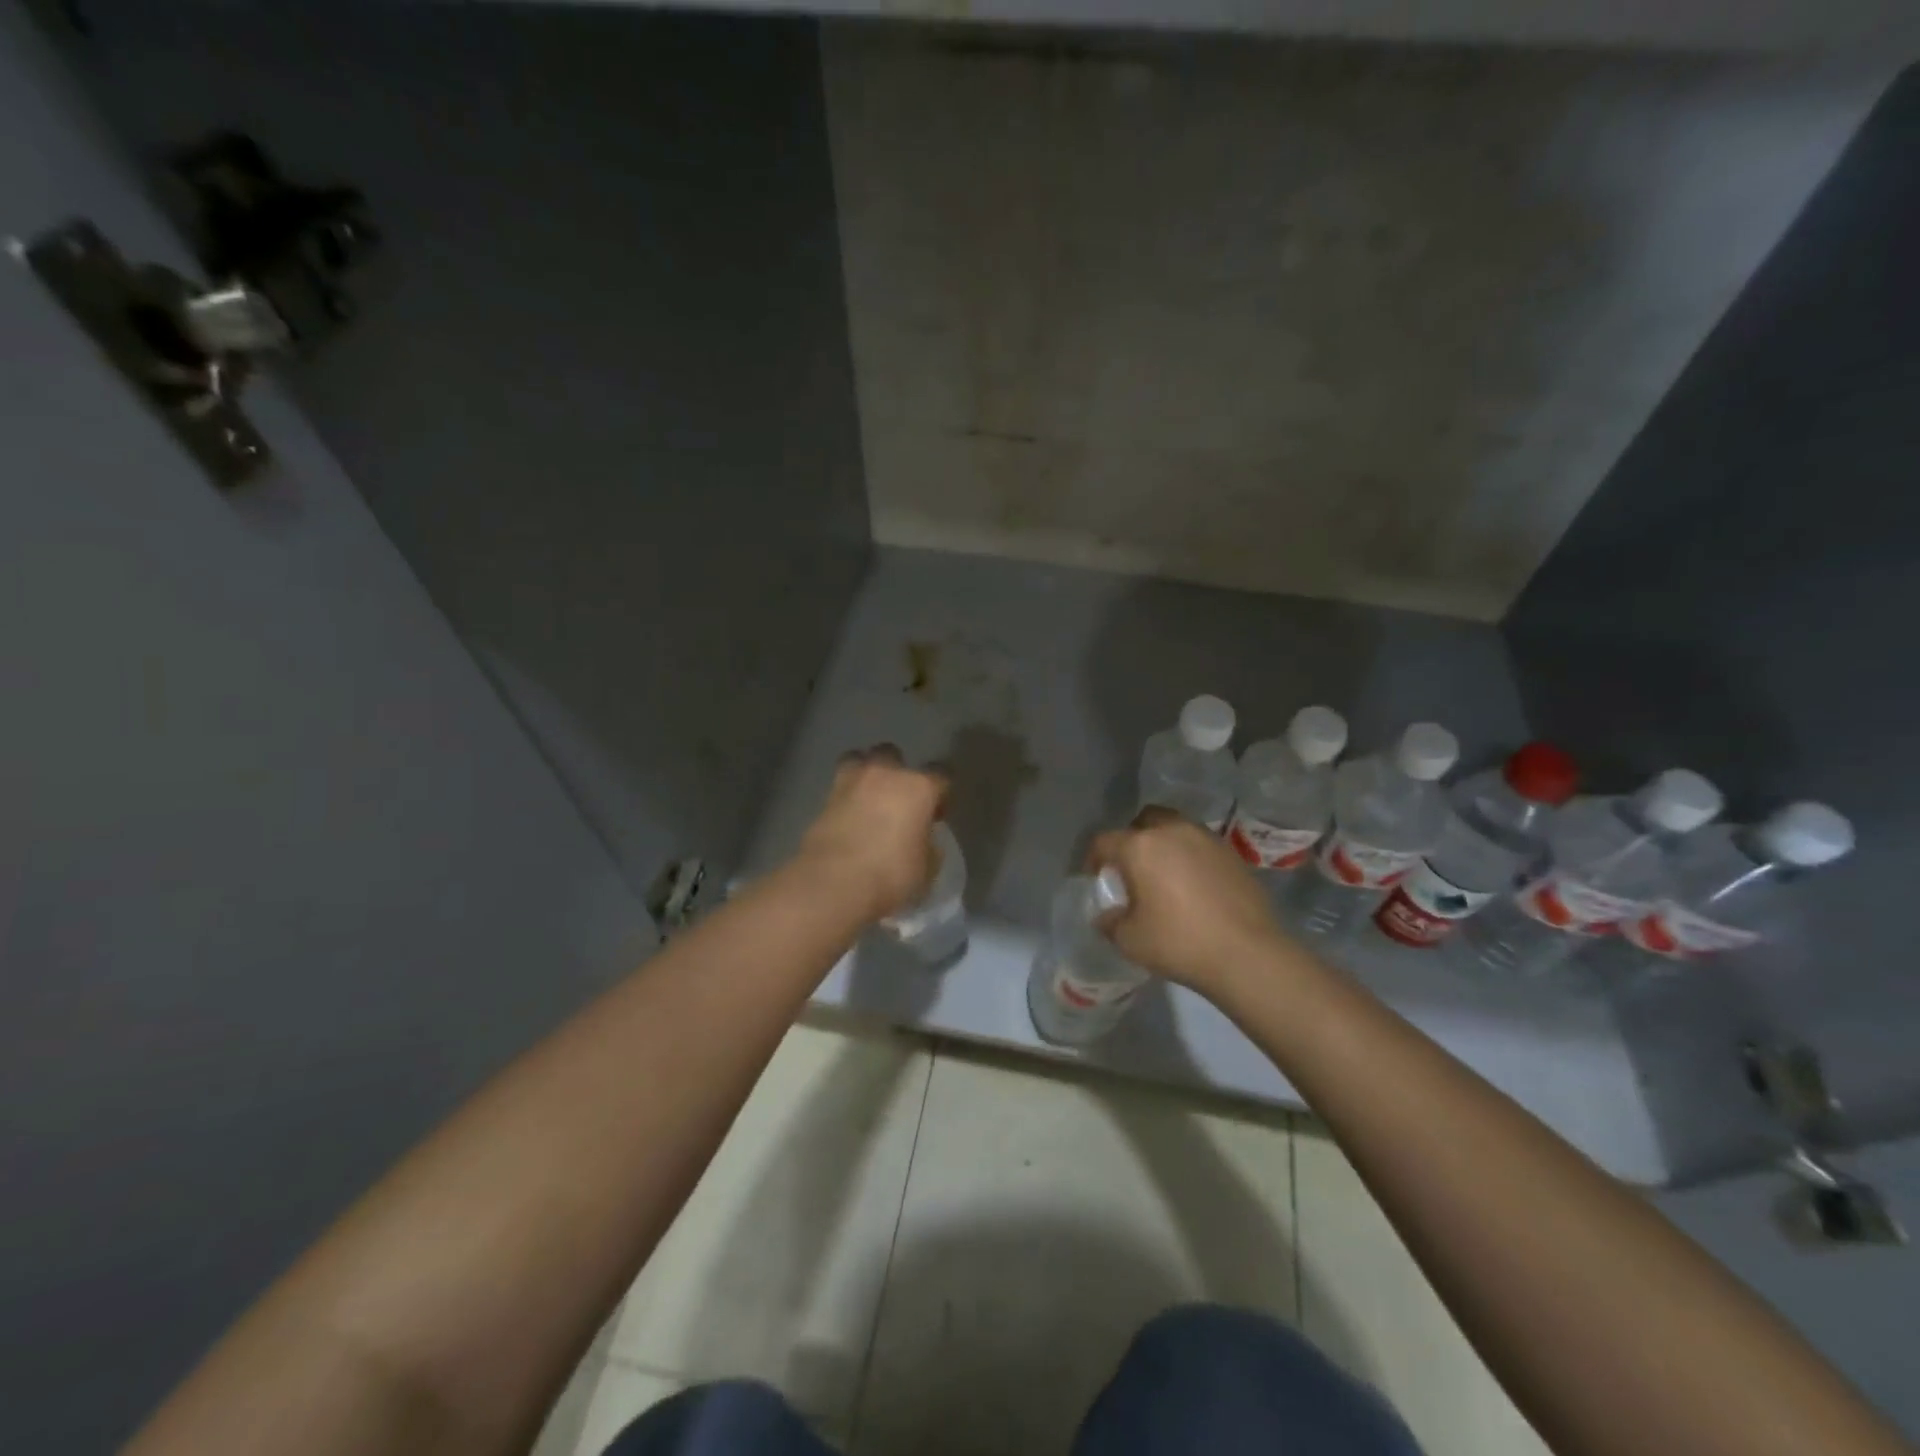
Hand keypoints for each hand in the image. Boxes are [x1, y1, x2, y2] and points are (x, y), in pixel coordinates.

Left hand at [796, 746, 947, 921]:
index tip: (936, 814)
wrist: (832, 884)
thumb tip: (922, 840)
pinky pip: (839, 788)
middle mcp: (884, 775)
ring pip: (858, 759)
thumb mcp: (926, 869)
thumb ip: (928, 847)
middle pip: (892, 754)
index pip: (941, 774)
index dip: (941, 792)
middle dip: (897, 772)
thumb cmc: (890, 875)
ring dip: (865, 774)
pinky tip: (848, 820)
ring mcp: (850, 783)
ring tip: (868, 799)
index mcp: (918, 787)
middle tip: (899, 801)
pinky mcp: (823, 799)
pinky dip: (845, 798)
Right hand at [1088, 809, 1286, 994]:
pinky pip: (1200, 845)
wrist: (1248, 954)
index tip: (1096, 878)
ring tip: (1165, 875)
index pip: (1104, 841)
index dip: (1093, 859)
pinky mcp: (1231, 854)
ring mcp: (1206, 839)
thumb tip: (1108, 915)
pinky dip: (1190, 857)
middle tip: (1132, 869)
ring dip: (1163, 844)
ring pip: (1175, 828)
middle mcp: (1171, 831)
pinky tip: (1193, 886)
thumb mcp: (1130, 940)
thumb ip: (1111, 922)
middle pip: (1143, 821)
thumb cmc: (1180, 943)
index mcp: (1140, 846)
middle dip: (1132, 840)